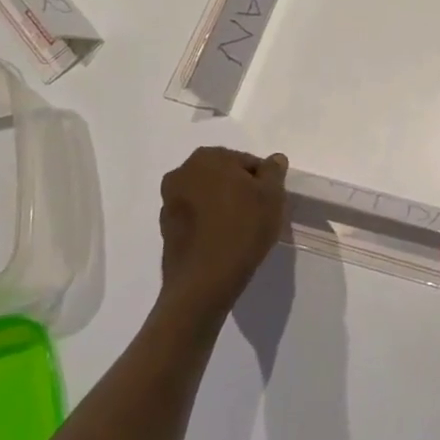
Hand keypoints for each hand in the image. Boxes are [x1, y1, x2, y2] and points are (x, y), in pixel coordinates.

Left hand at [158, 147, 288, 314]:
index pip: (246, 162)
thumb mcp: (272, 195)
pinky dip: (209, 224)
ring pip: (208, 197)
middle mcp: (181, 173)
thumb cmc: (242, 229)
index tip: (269, 203)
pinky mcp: (165, 229)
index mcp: (207, 158)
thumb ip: (274, 171)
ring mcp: (169, 202)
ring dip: (223, 206)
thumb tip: (274, 160)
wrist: (204, 282)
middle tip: (258, 215)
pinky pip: (196, 218)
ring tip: (241, 231)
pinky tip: (223, 242)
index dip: (262, 182)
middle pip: (224, 177)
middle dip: (240, 191)